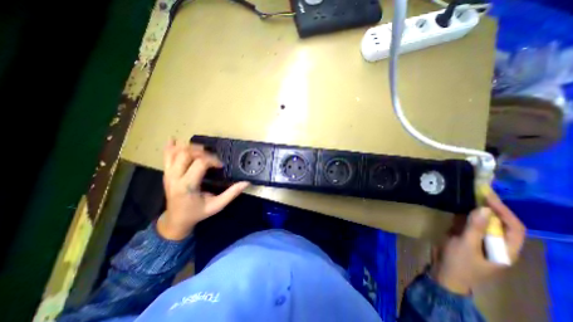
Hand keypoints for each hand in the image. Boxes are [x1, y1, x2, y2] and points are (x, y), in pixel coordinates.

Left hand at [155, 139, 247, 239]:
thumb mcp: (217, 206)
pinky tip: (175, 140)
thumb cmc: (197, 213)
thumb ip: (231, 194)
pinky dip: (170, 147)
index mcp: (187, 186)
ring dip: (190, 148)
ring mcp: (167, 174)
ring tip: (202, 150)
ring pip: (176, 152)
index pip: (199, 163)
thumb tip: (246, 183)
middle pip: (186, 154)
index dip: (213, 160)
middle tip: (212, 157)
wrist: (176, 220)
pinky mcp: (166, 173)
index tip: (220, 166)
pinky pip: (166, 156)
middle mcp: (174, 177)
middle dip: (202, 152)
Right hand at [433, 192, 525, 294]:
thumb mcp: (466, 245)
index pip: (514, 227)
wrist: (444, 273)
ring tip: (469, 195)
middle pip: (499, 223)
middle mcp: (496, 243)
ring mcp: (479, 239)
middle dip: (490, 207)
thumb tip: (484, 208)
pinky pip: (468, 223)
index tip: (488, 197)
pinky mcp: (465, 237)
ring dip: (476, 208)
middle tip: (478, 192)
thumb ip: (475, 227)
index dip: (504, 211)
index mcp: (505, 249)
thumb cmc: (459, 262)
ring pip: (483, 221)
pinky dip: (464, 213)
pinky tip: (458, 205)